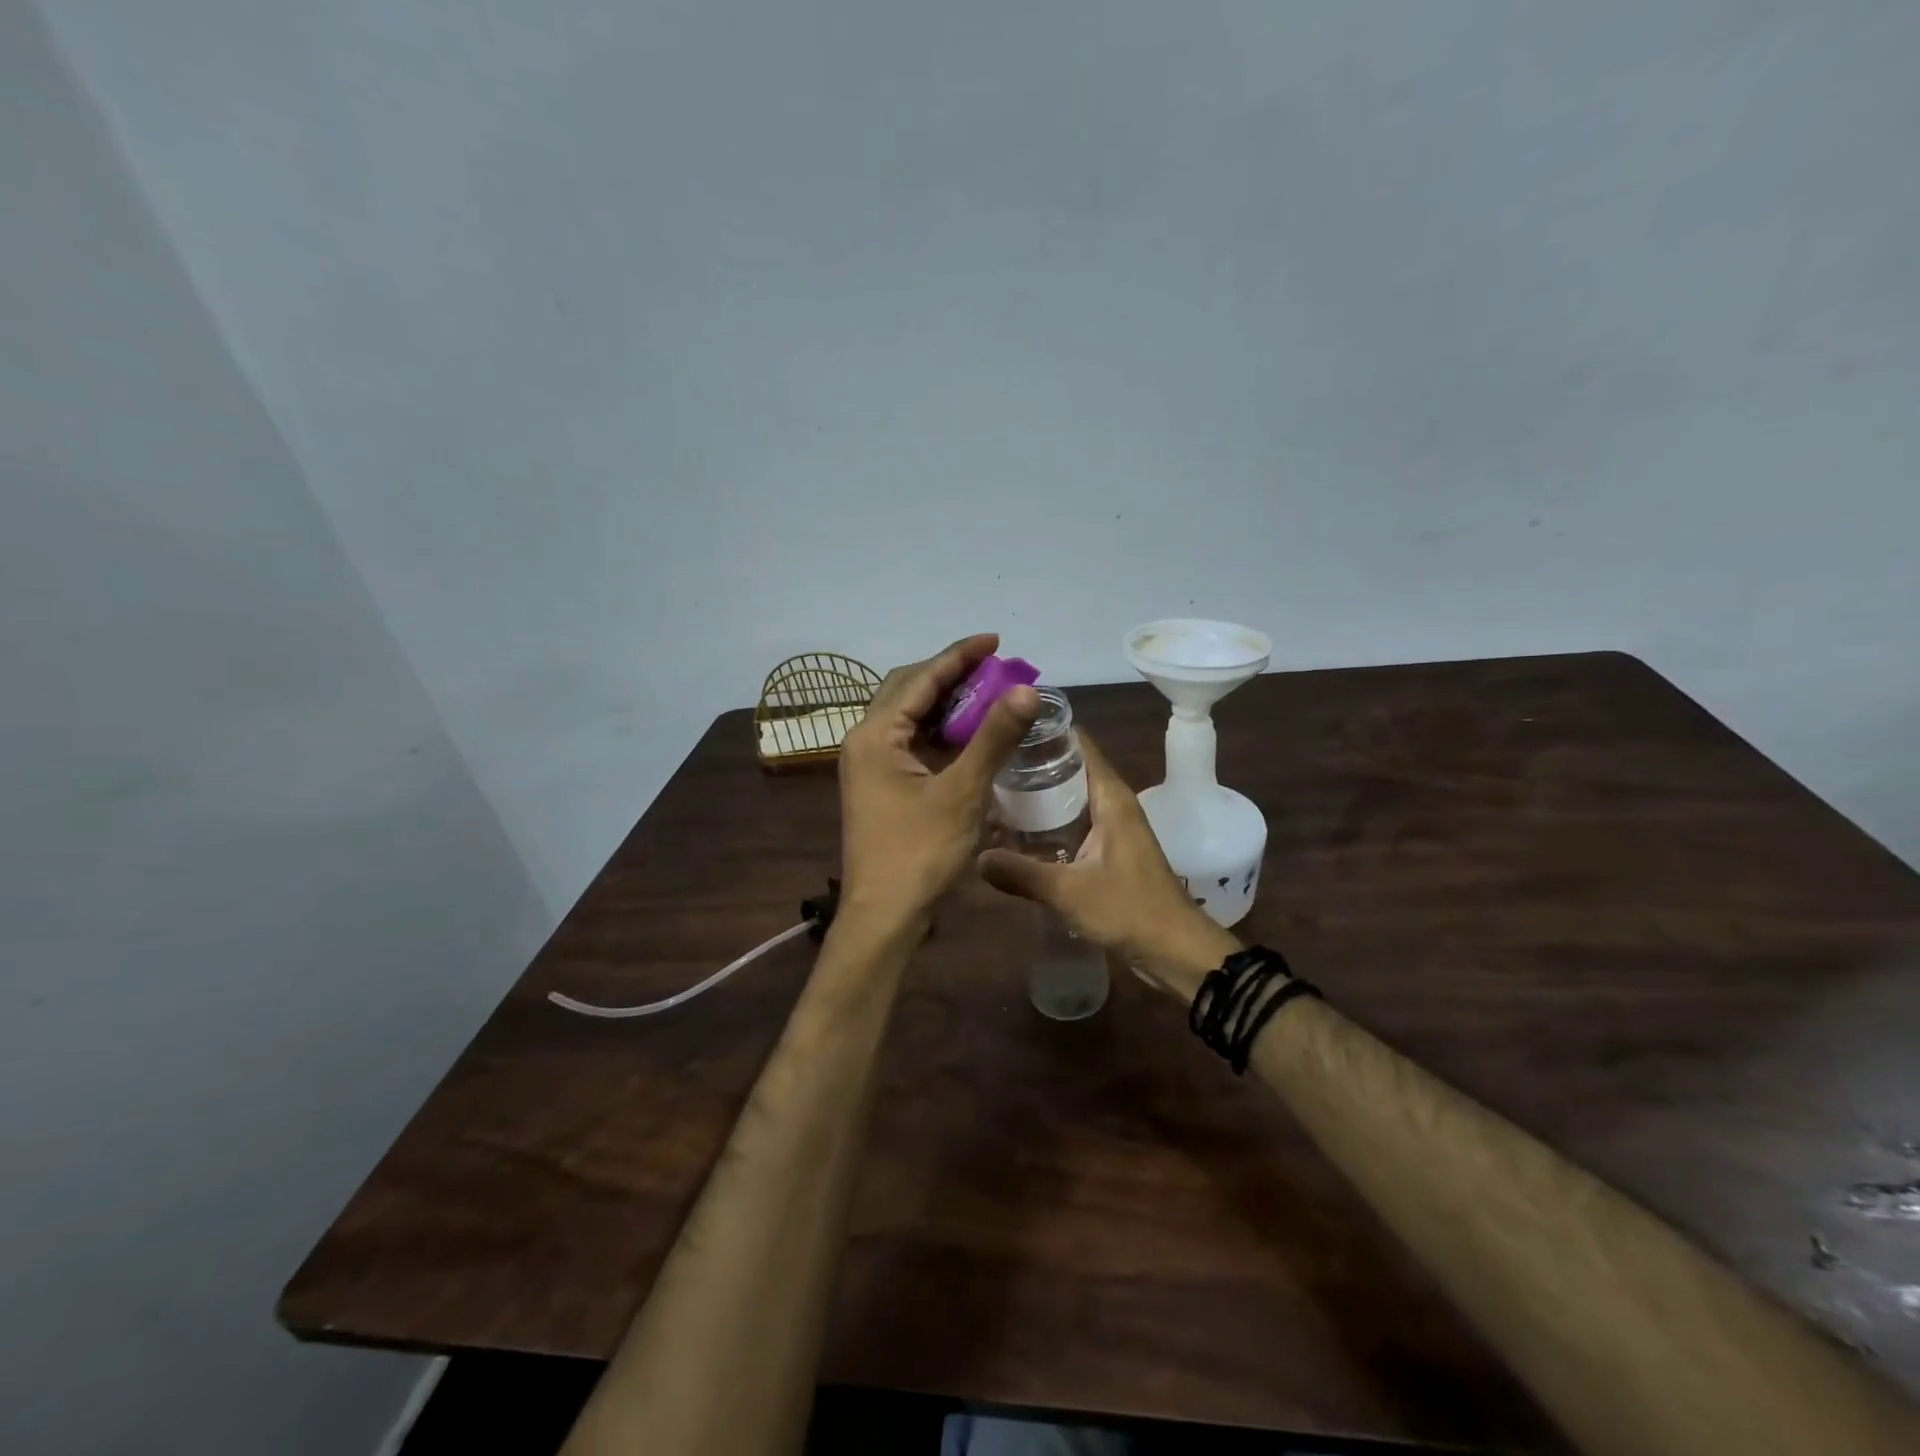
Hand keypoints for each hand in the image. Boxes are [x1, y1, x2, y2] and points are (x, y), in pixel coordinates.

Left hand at [839, 634, 1038, 928]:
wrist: (884, 915)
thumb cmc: (920, 853)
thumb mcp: (962, 793)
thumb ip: (992, 738)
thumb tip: (1025, 690)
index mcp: (875, 735)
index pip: (920, 679)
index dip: (959, 656)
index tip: (994, 641)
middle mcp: (865, 741)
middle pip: (908, 690)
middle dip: (950, 675)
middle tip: (994, 668)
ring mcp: (869, 765)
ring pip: (908, 717)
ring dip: (945, 703)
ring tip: (987, 694)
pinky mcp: (880, 785)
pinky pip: (910, 743)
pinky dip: (939, 732)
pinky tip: (968, 735)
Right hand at [977, 731, 1237, 999]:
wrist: (1176, 951)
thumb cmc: (1129, 909)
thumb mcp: (1069, 891)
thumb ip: (1021, 873)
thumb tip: (976, 857)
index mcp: (1110, 797)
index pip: (1078, 744)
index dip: (1045, 732)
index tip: (1005, 728)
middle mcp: (1112, 804)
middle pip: (1069, 769)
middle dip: (1031, 766)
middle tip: (986, 765)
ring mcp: (1111, 829)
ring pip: (1069, 800)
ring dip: (1038, 798)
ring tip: (992, 795)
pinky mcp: (1108, 853)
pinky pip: (1073, 825)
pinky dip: (1047, 825)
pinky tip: (1015, 835)